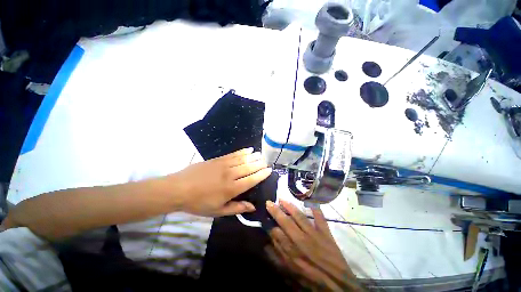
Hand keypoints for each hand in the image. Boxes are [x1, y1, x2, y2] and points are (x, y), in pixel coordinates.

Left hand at [171, 148, 271, 216]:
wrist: (178, 189)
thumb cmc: (199, 203)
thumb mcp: (218, 211)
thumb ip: (237, 208)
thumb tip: (252, 207)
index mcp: (231, 188)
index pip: (251, 179)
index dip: (261, 174)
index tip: (269, 170)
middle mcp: (230, 174)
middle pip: (249, 167)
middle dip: (259, 164)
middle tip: (266, 161)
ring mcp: (224, 165)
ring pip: (243, 159)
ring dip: (253, 156)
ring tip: (261, 154)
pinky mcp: (217, 159)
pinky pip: (233, 154)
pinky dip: (242, 151)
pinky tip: (248, 149)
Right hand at [265, 200, 363, 291]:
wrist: (337, 285)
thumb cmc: (311, 279)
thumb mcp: (291, 273)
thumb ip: (278, 258)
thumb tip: (266, 245)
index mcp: (292, 252)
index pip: (276, 233)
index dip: (269, 225)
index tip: (265, 217)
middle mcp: (301, 240)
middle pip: (286, 222)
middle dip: (276, 211)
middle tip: (269, 202)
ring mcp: (314, 234)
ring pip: (300, 217)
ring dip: (290, 207)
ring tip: (282, 199)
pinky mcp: (326, 232)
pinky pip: (320, 218)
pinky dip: (316, 209)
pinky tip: (310, 201)